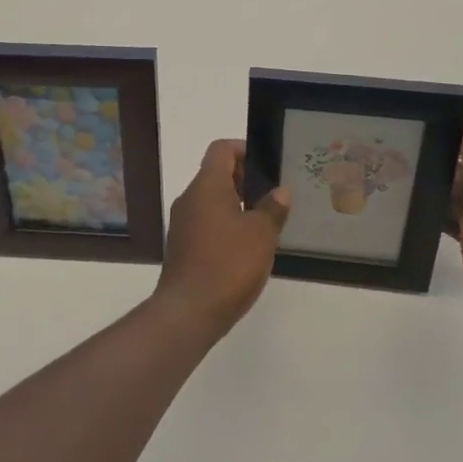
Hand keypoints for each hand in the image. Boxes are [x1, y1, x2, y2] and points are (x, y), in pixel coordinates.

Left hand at [155, 139, 289, 342]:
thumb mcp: (261, 235)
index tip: (266, 166)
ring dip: (235, 205)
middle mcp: (190, 198)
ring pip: (211, 201)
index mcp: (207, 185)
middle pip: (216, 174)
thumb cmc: (228, 264)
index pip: (221, 149)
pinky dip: (224, 225)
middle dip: (244, 180)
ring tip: (263, 223)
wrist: (188, 312)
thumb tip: (281, 191)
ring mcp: (182, 223)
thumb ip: (273, 209)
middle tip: (271, 197)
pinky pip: (205, 223)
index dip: (244, 150)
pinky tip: (244, 248)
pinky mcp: (181, 246)